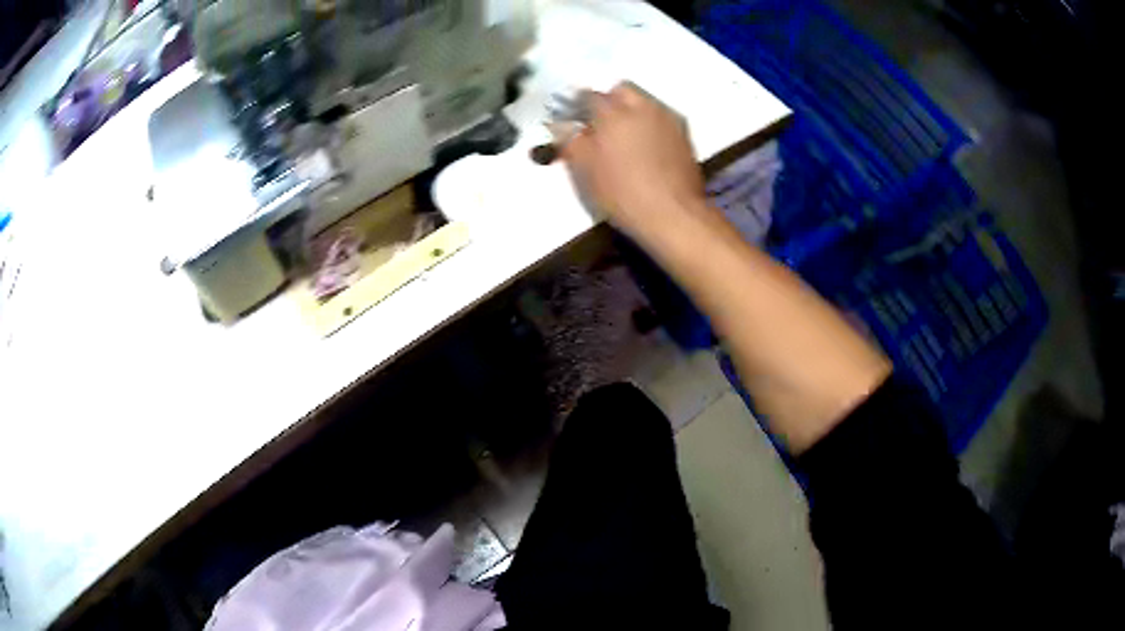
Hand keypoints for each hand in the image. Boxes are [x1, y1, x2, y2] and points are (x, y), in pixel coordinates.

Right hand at [556, 83, 707, 241]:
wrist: (673, 214)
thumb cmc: (623, 194)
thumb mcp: (585, 171)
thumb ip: (570, 141)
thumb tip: (560, 125)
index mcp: (613, 113)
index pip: (588, 96)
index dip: (577, 105)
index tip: (573, 119)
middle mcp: (642, 107)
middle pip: (621, 90)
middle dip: (609, 100)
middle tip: (600, 124)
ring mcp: (667, 119)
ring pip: (644, 101)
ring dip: (632, 111)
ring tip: (625, 137)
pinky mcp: (684, 134)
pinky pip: (661, 118)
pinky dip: (650, 125)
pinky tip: (647, 147)